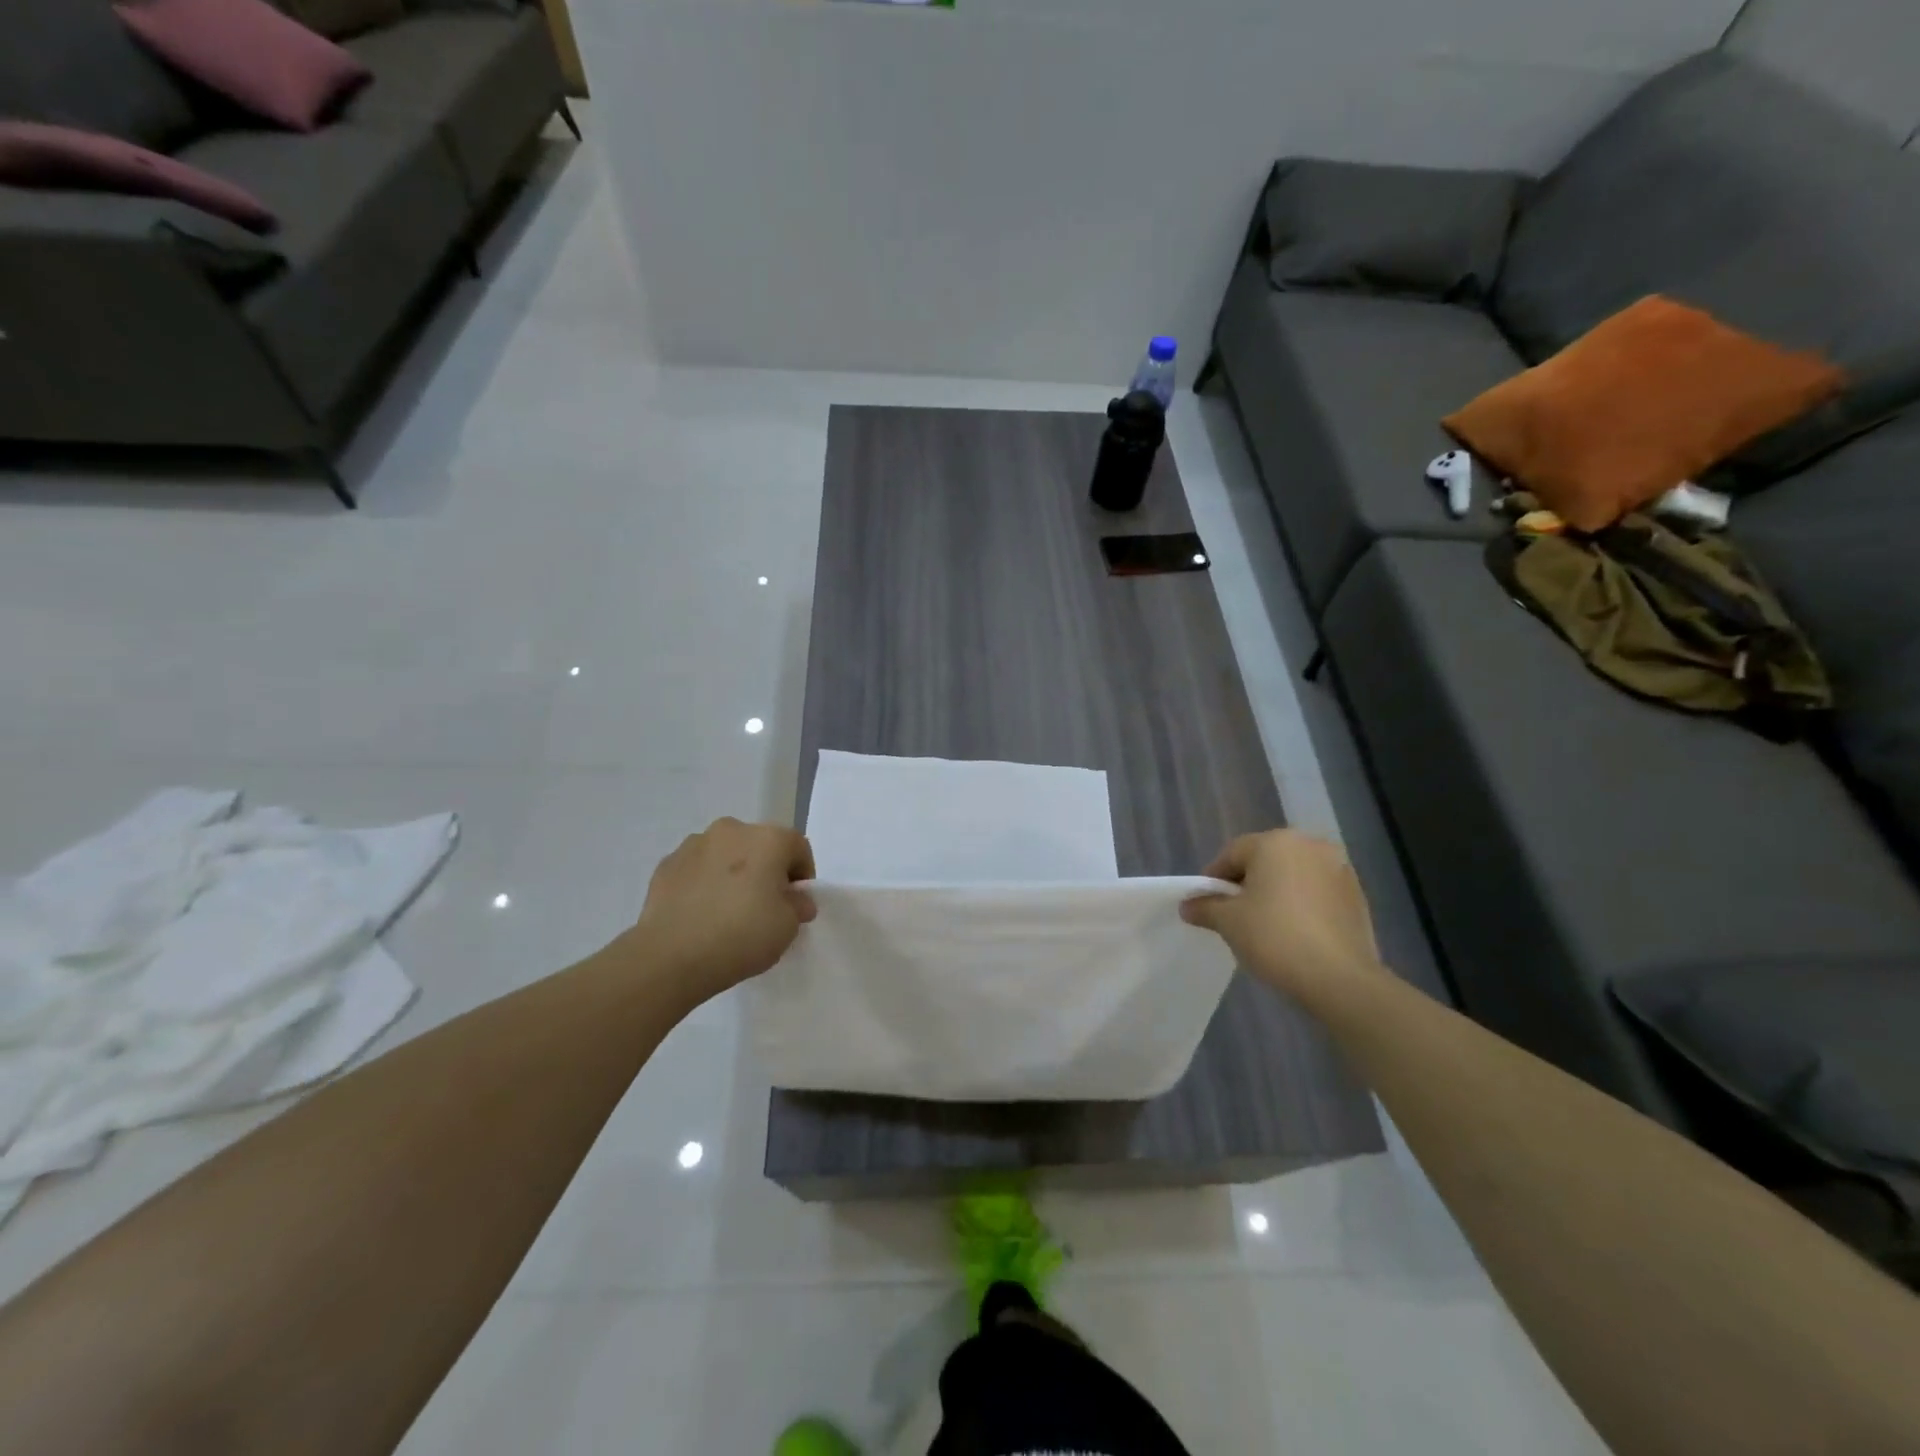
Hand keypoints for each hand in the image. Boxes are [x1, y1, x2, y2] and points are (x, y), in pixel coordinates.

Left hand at [625, 818, 816, 1006]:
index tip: (795, 904)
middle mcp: (732, 830)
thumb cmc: (741, 935)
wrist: (671, 957)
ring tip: (727, 910)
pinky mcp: (666, 864)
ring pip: (725, 854)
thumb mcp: (788, 927)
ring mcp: (694, 844)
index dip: (802, 875)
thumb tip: (794, 899)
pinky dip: (703, 883)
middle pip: (760, 845)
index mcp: (768, 839)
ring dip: (733, 873)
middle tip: (764, 905)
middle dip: (766, 869)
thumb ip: (798, 905)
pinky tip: (700, 913)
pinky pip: (696, 869)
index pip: (798, 847)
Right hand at [1180, 830, 1386, 1006]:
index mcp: (1276, 842)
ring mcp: (1339, 869)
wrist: (1340, 979)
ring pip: (1293, 876)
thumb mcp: (1228, 922)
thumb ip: (1205, 907)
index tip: (1205, 905)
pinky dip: (1302, 906)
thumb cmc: (1274, 937)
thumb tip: (1188, 905)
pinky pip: (1317, 893)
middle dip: (1247, 884)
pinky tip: (1295, 933)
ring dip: (1276, 894)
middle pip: (1265, 861)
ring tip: (1265, 926)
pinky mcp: (1358, 896)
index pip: (1232, 854)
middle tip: (1233, 915)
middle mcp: (1310, 845)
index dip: (1213, 880)